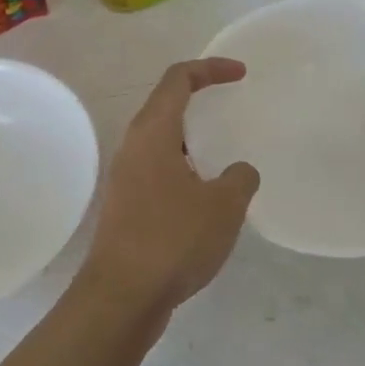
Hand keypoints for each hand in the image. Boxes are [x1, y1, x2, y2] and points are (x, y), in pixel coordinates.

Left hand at [78, 59, 260, 317]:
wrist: (122, 297)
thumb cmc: (173, 240)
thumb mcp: (223, 206)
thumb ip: (240, 179)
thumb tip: (238, 172)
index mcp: (152, 133)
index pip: (178, 79)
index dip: (210, 68)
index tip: (241, 74)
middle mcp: (133, 148)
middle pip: (165, 106)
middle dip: (200, 100)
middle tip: (232, 108)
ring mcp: (126, 179)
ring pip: (162, 143)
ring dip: (193, 141)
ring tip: (225, 156)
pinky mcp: (127, 207)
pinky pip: (160, 172)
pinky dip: (186, 170)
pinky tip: (207, 199)